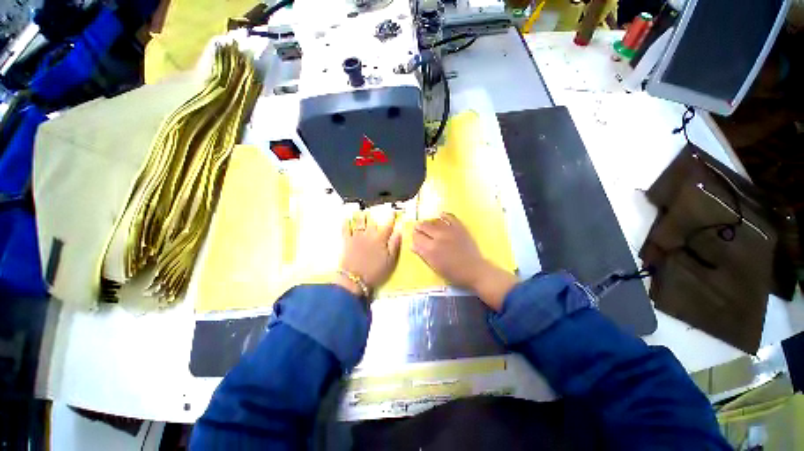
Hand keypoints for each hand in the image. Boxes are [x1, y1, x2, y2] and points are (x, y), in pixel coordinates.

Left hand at [336, 211, 401, 296]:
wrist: (355, 279)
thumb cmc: (375, 271)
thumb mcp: (390, 261)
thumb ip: (394, 245)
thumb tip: (398, 232)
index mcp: (380, 239)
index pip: (387, 225)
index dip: (391, 218)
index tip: (393, 211)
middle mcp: (369, 235)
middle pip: (372, 222)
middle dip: (375, 216)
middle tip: (376, 210)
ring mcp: (357, 237)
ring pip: (359, 223)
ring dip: (361, 217)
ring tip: (362, 212)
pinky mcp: (347, 241)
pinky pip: (345, 229)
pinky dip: (346, 223)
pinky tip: (346, 219)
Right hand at [411, 213, 516, 310]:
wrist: (474, 269)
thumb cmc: (453, 272)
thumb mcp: (435, 266)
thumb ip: (423, 254)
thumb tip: (412, 245)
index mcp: (430, 248)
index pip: (417, 236)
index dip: (414, 236)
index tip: (415, 236)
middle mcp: (438, 236)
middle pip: (423, 226)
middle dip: (419, 227)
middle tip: (418, 229)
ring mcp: (449, 230)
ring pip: (434, 221)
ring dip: (429, 222)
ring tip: (428, 224)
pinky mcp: (459, 227)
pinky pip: (449, 217)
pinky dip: (444, 215)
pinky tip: (440, 215)